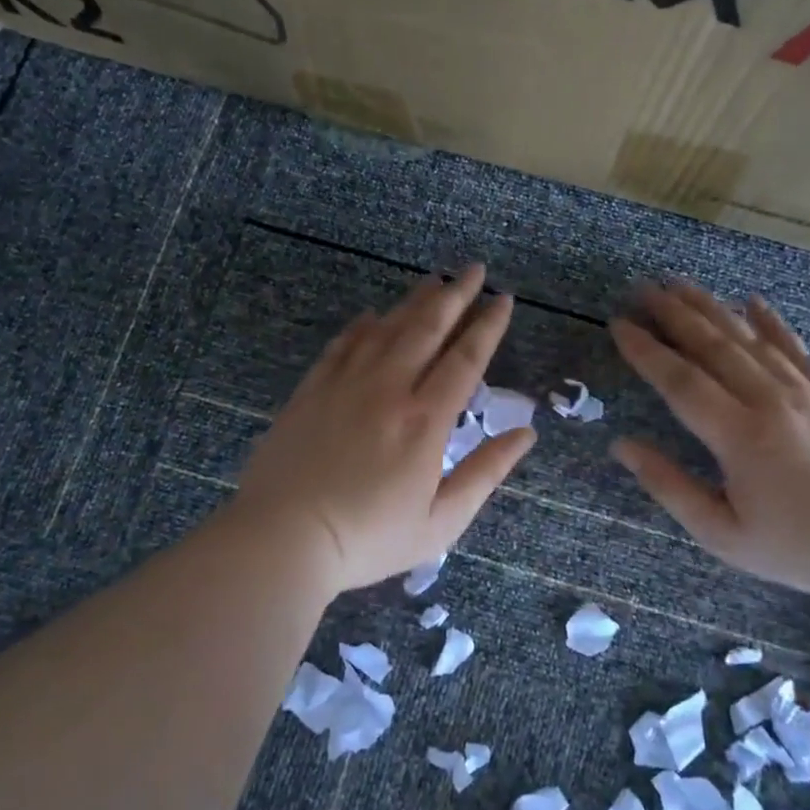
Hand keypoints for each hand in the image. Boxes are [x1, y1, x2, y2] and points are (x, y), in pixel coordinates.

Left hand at [230, 265, 534, 594]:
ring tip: (433, 281)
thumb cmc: (368, 539)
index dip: (488, 326)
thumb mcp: (441, 521)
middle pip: (427, 328)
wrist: (283, 539)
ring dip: (413, 301)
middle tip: (474, 269)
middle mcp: (388, 389)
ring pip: (385, 328)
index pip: (465, 359)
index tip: (504, 299)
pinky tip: (371, 316)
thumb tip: (527, 434)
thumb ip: (486, 472)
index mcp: (425, 420)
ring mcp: (345, 385)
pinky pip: (342, 345)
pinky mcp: (311, 391)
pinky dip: (362, 326)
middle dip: (455, 295)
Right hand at [610, 284, 809, 595]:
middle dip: (674, 313)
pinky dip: (772, 323)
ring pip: (751, 338)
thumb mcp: (721, 533)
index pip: (680, 380)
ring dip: (712, 308)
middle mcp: (770, 402)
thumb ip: (668, 486)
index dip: (646, 350)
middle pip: (714, 346)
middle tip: (643, 288)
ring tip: (682, 284)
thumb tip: (622, 445)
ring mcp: (807, 393)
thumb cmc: (796, 547)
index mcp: (738, 436)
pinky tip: (752, 301)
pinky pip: (798, 349)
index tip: (619, 323)